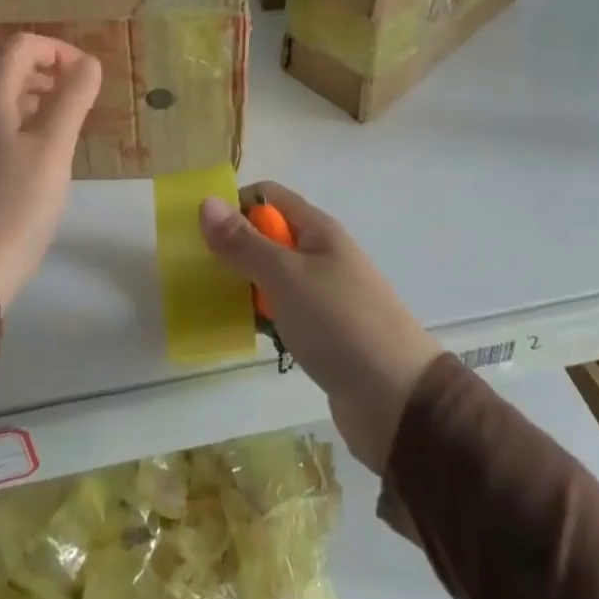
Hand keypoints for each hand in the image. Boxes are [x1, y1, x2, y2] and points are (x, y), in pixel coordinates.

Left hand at [0, 33, 101, 309]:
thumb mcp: (53, 147)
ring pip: (12, 97)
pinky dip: (35, 121)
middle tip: (85, 97)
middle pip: (15, 68)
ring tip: (74, 121)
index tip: (87, 75)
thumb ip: (72, 99)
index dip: (58, 49)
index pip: (22, 46)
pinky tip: (54, 150)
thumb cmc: (18, 201)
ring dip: (46, 95)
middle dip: (54, 70)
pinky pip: (9, 123)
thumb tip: (90, 63)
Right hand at [200, 182, 442, 473]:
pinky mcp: (323, 332)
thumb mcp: (286, 277)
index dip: (236, 205)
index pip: (269, 197)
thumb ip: (244, 243)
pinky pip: (283, 311)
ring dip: (246, 286)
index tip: (203, 233)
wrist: (398, 401)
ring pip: (273, 277)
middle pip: (269, 236)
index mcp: (318, 230)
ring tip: (211, 304)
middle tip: (199, 272)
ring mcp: (324, 295)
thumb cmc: (340, 324)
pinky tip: (241, 334)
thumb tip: (206, 202)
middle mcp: (321, 255)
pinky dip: (262, 317)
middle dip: (235, 249)